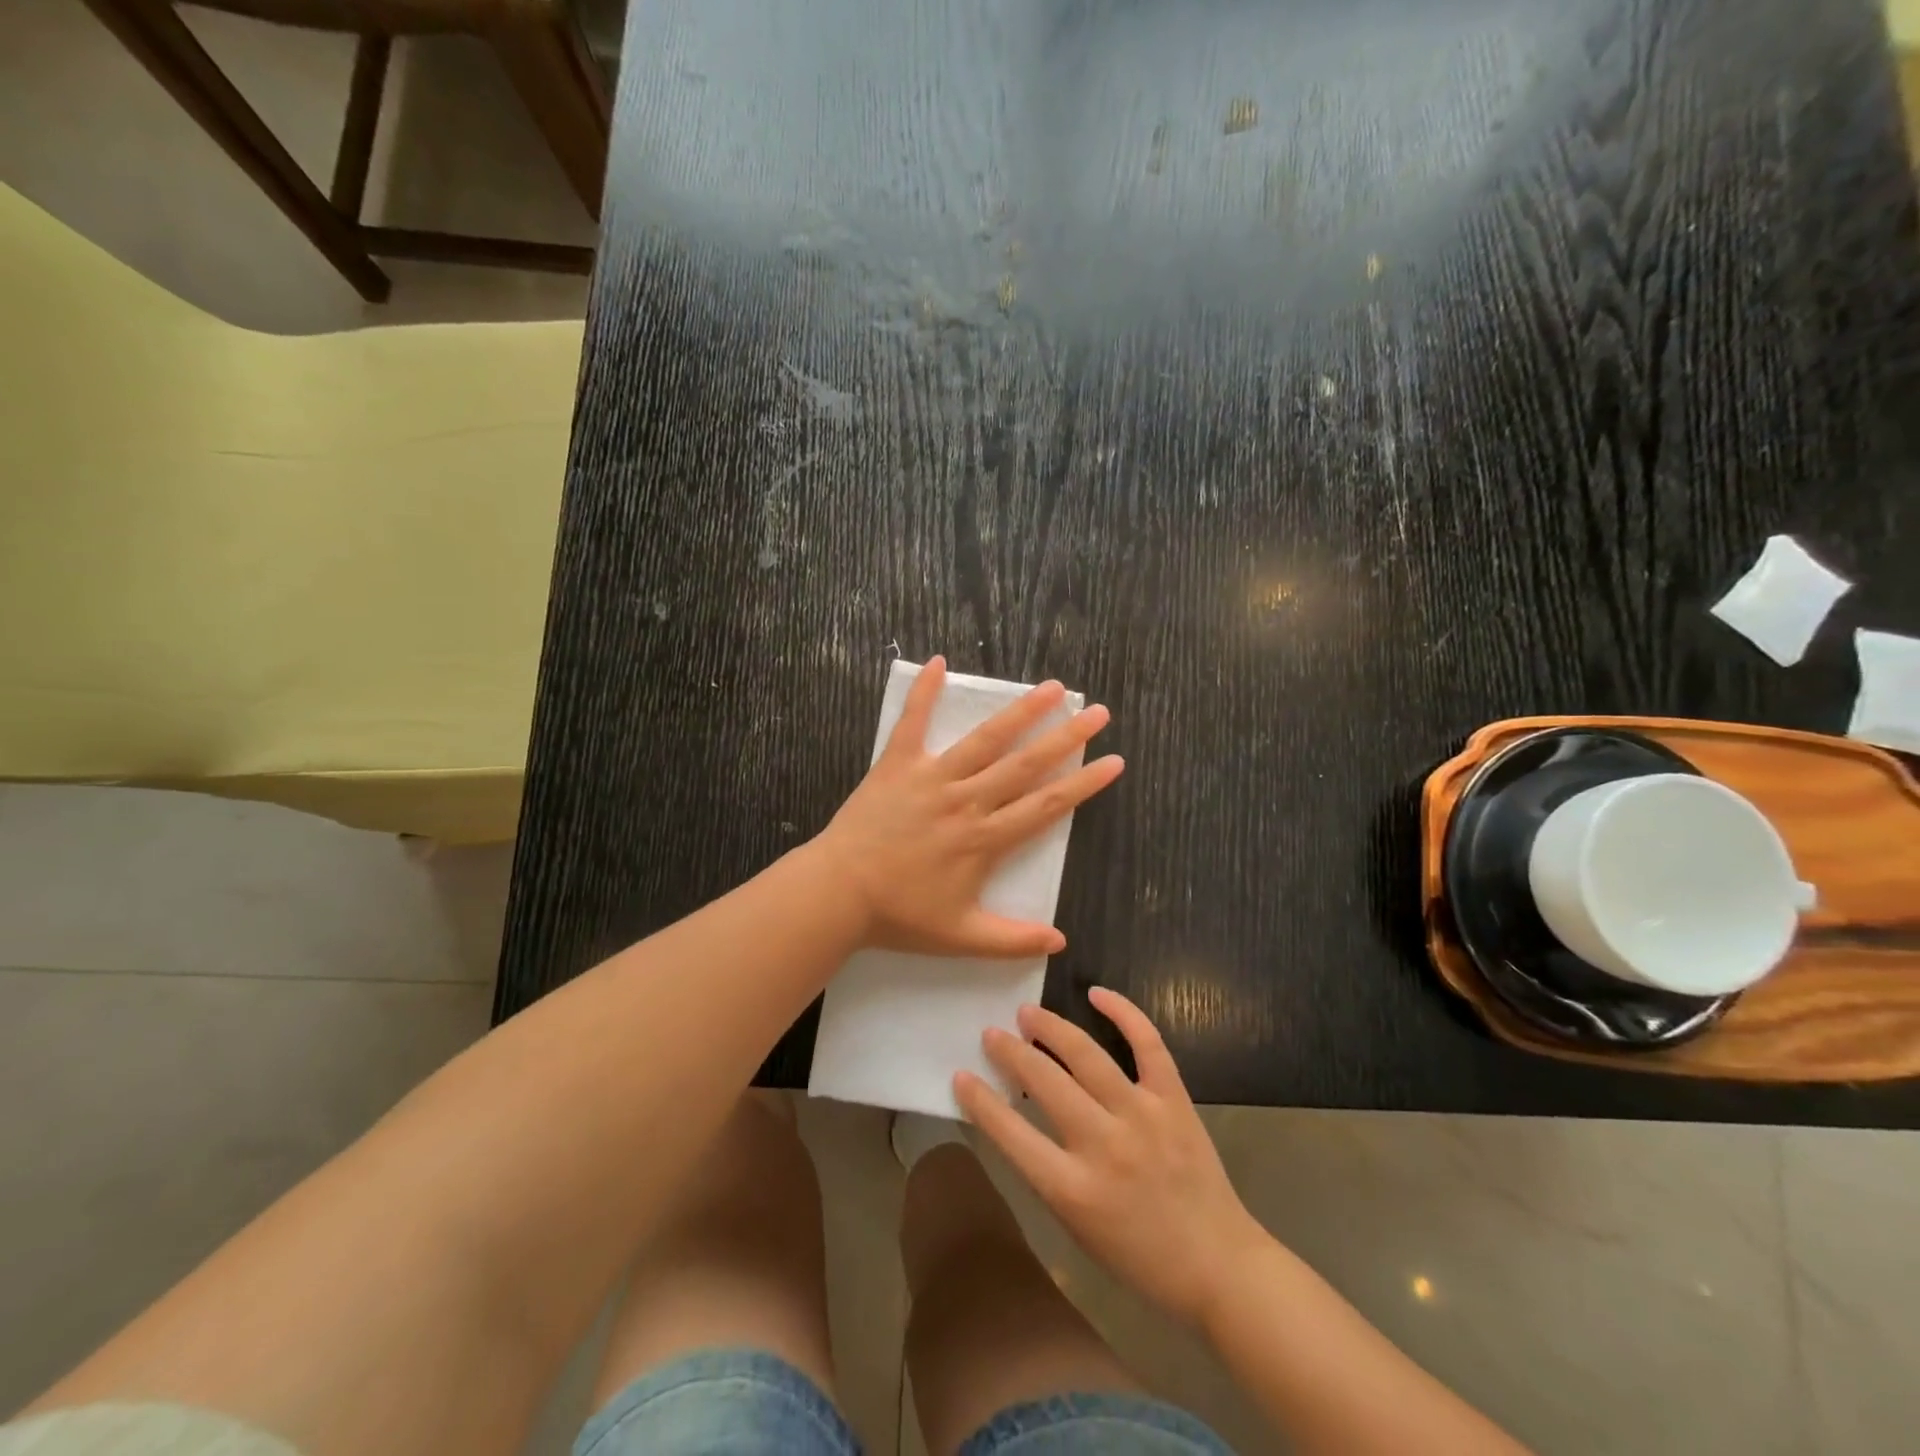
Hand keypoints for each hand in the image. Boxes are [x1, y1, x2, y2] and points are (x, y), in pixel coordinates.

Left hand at [812, 656, 1123, 957]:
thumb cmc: (899, 915)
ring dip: (1020, 712)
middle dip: (1066, 738)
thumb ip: (1012, 939)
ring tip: (1052, 688)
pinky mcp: (897, 765)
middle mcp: (966, 800)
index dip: (1084, 784)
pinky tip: (939, 662)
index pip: (1046, 806)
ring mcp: (932, 778)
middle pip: (1025, 765)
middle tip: (1097, 712)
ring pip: (984, 740)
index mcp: (984, 839)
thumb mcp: (961, 937)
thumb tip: (1060, 942)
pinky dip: (924, 692)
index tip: (1114, 761)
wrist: (838, 894)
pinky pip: (912, 722)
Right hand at [955, 988, 1268, 1328]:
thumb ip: (1046, 1171)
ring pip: (1086, 1055)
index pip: (1011, 1134)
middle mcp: (1103, 1145)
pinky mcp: (1174, 1100)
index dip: (980, 1101)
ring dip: (1051, 1028)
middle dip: (1010, 1052)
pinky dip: (1123, 1012)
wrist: (1218, 1265)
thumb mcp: (1077, 1227)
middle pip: (1044, 1082)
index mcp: (1073, 1190)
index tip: (961, 1075)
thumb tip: (1018, 1115)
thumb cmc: (1139, 1256)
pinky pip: (1147, 1044)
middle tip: (992, 1034)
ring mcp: (1142, 1116)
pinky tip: (1096, 994)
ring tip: (1028, 1012)